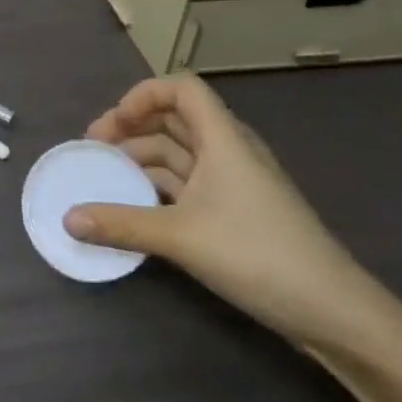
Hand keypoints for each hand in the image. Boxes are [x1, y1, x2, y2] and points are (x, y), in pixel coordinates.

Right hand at [64, 75, 382, 348]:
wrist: (334, 312)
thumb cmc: (258, 255)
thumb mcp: (181, 237)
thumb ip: (121, 224)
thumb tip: (67, 219)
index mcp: (223, 139)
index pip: (182, 88)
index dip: (143, 95)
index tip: (112, 124)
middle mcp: (229, 151)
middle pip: (175, 118)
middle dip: (131, 127)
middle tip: (93, 150)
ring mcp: (235, 182)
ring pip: (180, 153)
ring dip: (142, 158)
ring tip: (106, 177)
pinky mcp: (237, 211)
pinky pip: (189, 183)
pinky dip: (159, 185)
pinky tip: (136, 205)